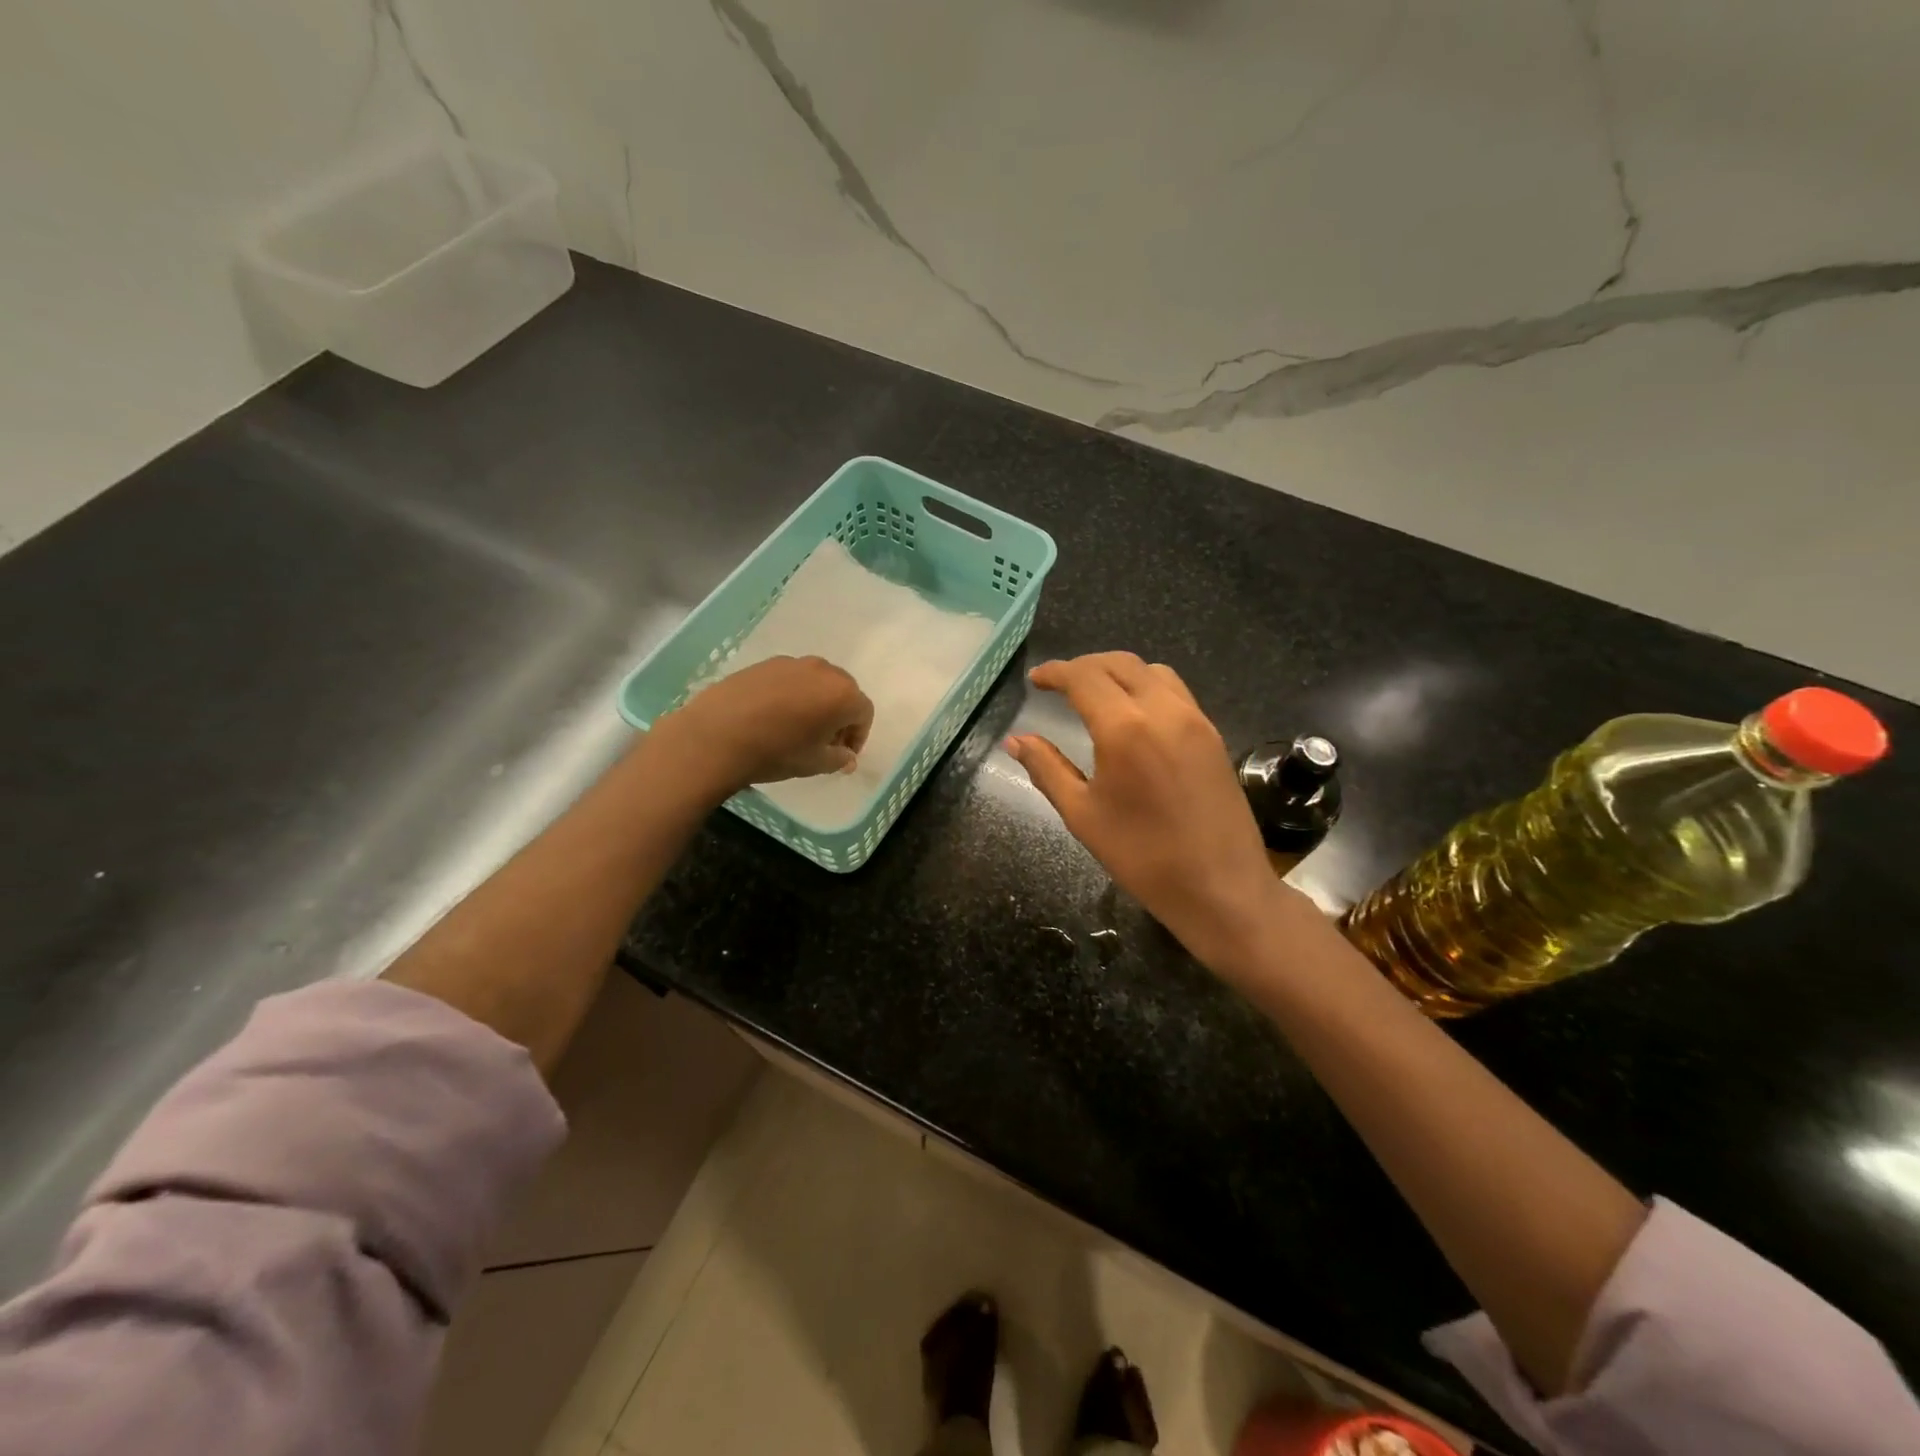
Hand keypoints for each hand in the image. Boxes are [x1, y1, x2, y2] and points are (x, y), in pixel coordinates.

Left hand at [656, 655, 873, 793]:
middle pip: (843, 691)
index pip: (864, 712)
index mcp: (842, 694)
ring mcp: (792, 663)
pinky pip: (791, 678)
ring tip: (798, 728)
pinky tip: (774, 716)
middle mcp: (823, 671)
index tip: (844, 754)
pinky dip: (793, 695)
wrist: (716, 735)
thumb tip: (846, 756)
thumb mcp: (815, 763)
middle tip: (825, 742)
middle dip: (840, 716)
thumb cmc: (775, 752)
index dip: (858, 736)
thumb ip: (839, 758)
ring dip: (816, 703)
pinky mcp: (765, 663)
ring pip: (816, 682)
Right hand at [1006, 652, 1295, 969]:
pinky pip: (1175, 691)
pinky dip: (1146, 686)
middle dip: (1084, 666)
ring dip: (1118, 671)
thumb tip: (1016, 740)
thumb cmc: (1143, 857)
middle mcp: (1163, 709)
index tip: (1036, 679)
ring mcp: (1195, 719)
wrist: (1221, 888)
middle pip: (1119, 663)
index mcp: (1125, 728)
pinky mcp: (1213, 734)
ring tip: (1096, 693)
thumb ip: (1047, 769)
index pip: (1084, 677)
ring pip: (1152, 671)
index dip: (1056, 672)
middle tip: (1059, 683)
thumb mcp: (1083, 815)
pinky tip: (1134, 714)